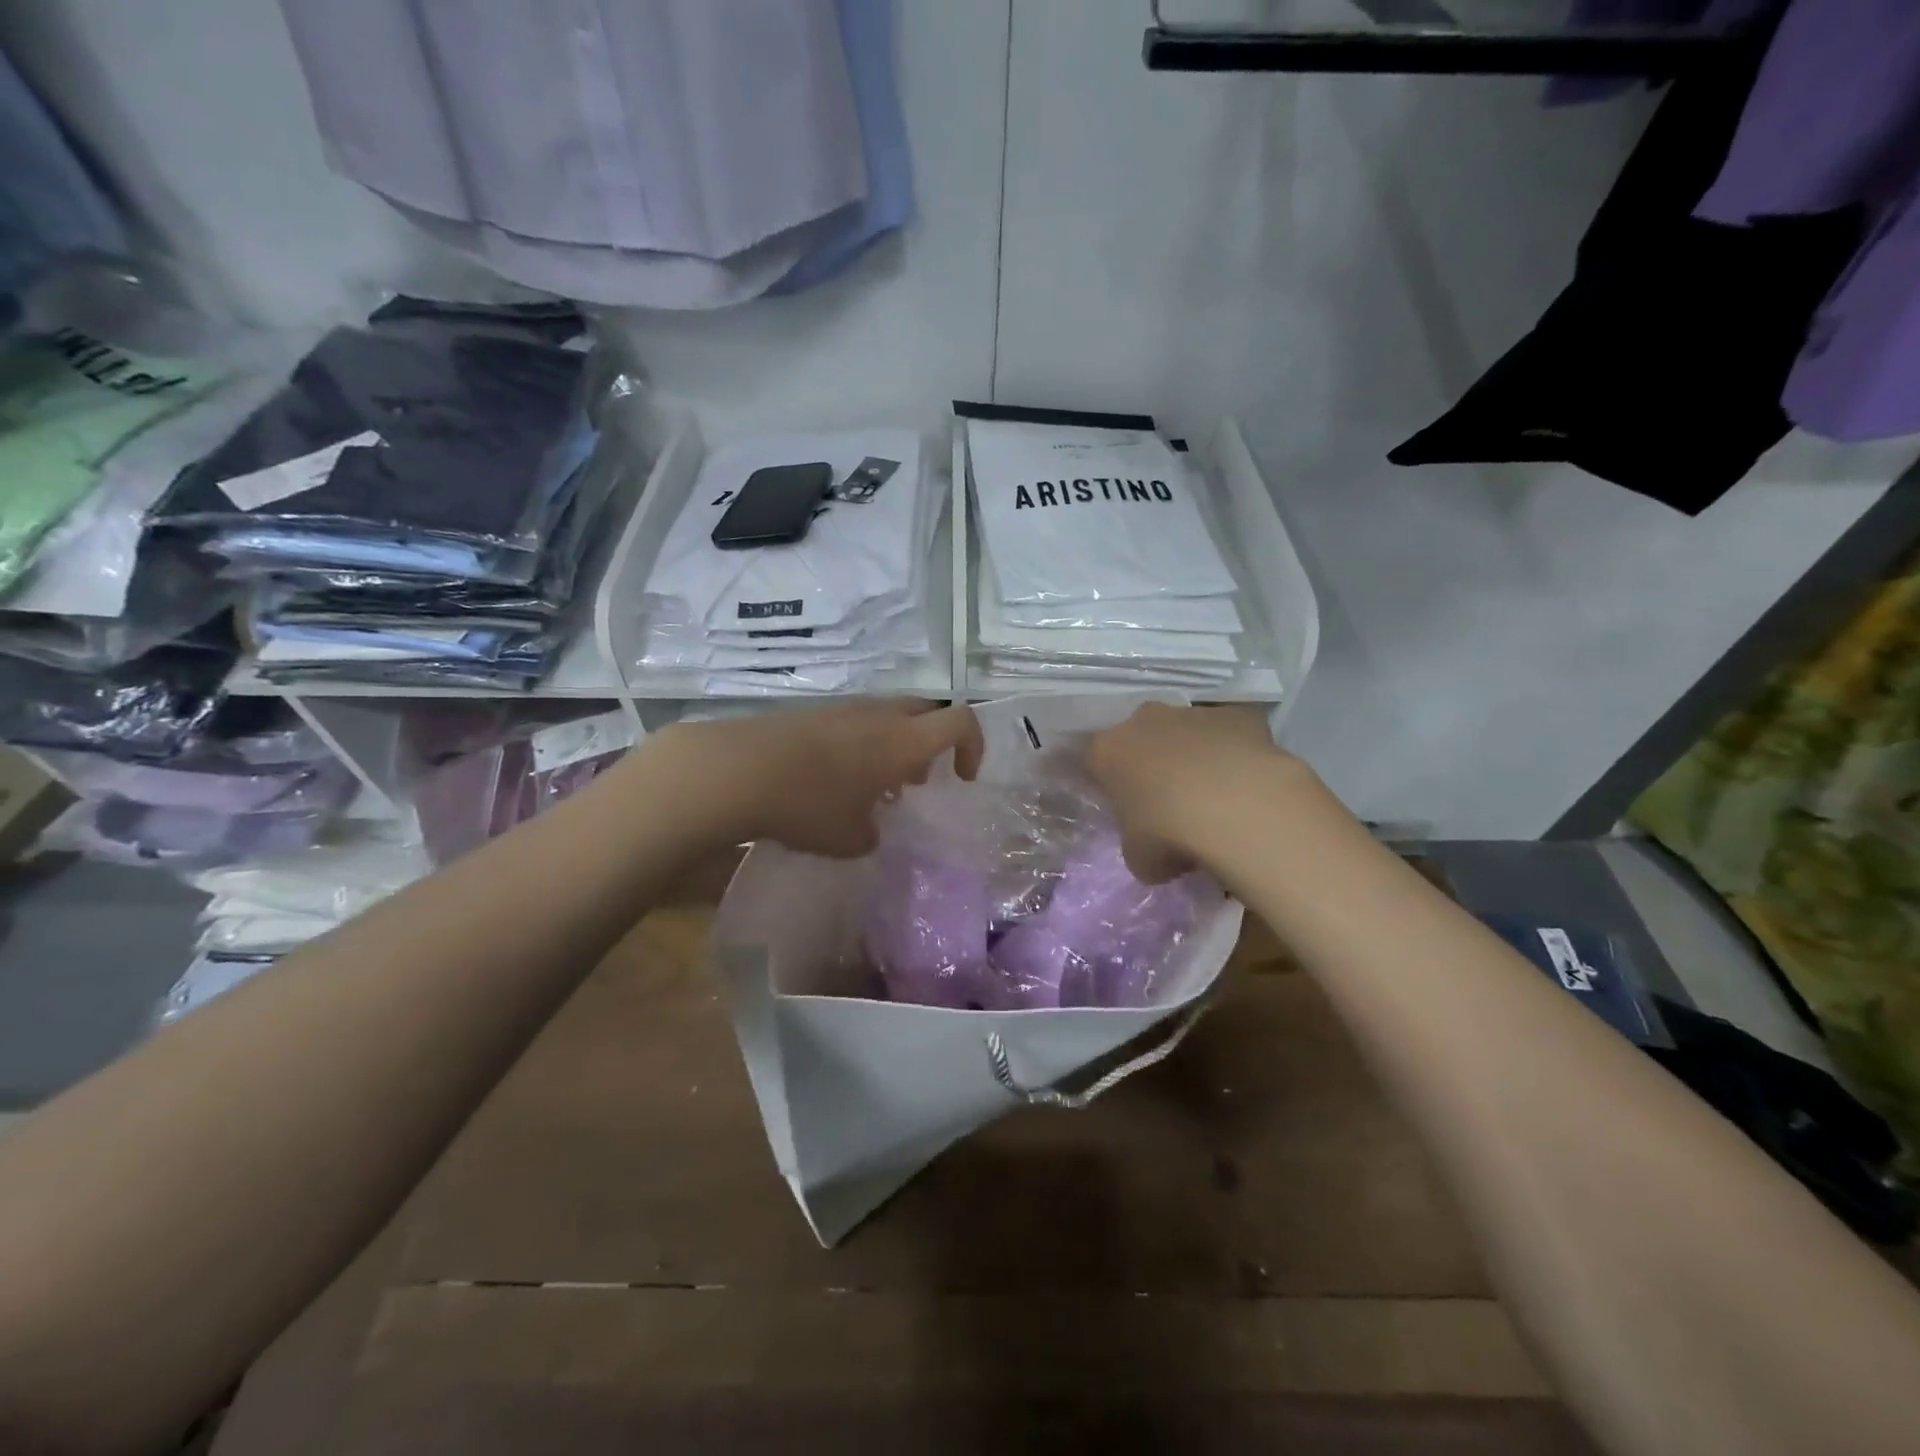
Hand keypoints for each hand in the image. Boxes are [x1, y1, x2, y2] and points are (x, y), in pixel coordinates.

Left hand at [654, 700, 983, 857]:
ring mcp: (843, 708)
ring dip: (895, 744)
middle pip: (926, 711)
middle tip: (920, 779)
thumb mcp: (849, 838)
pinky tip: (836, 780)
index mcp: (902, 740)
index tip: (961, 778)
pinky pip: (855, 721)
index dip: (973, 746)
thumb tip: (868, 830)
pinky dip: (863, 744)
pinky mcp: (813, 713)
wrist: (736, 770)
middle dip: (933, 742)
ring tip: (877, 787)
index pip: (960, 721)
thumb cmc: (808, 805)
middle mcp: (879, 715)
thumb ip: (871, 834)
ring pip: (888, 716)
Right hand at [1086, 702, 1292, 881]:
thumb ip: (1138, 846)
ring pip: (1186, 733)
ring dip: (1193, 757)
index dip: (1109, 786)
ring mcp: (1192, 713)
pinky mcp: (1236, 715)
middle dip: (1151, 763)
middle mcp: (1144, 721)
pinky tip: (1246, 785)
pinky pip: (1228, 734)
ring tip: (1214, 797)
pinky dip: (1233, 754)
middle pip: (1140, 739)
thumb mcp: (1139, 858)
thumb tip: (1155, 850)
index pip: (1095, 763)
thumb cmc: (1169, 833)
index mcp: (1108, 751)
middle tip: (1167, 802)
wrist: (1237, 808)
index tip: (1124, 809)